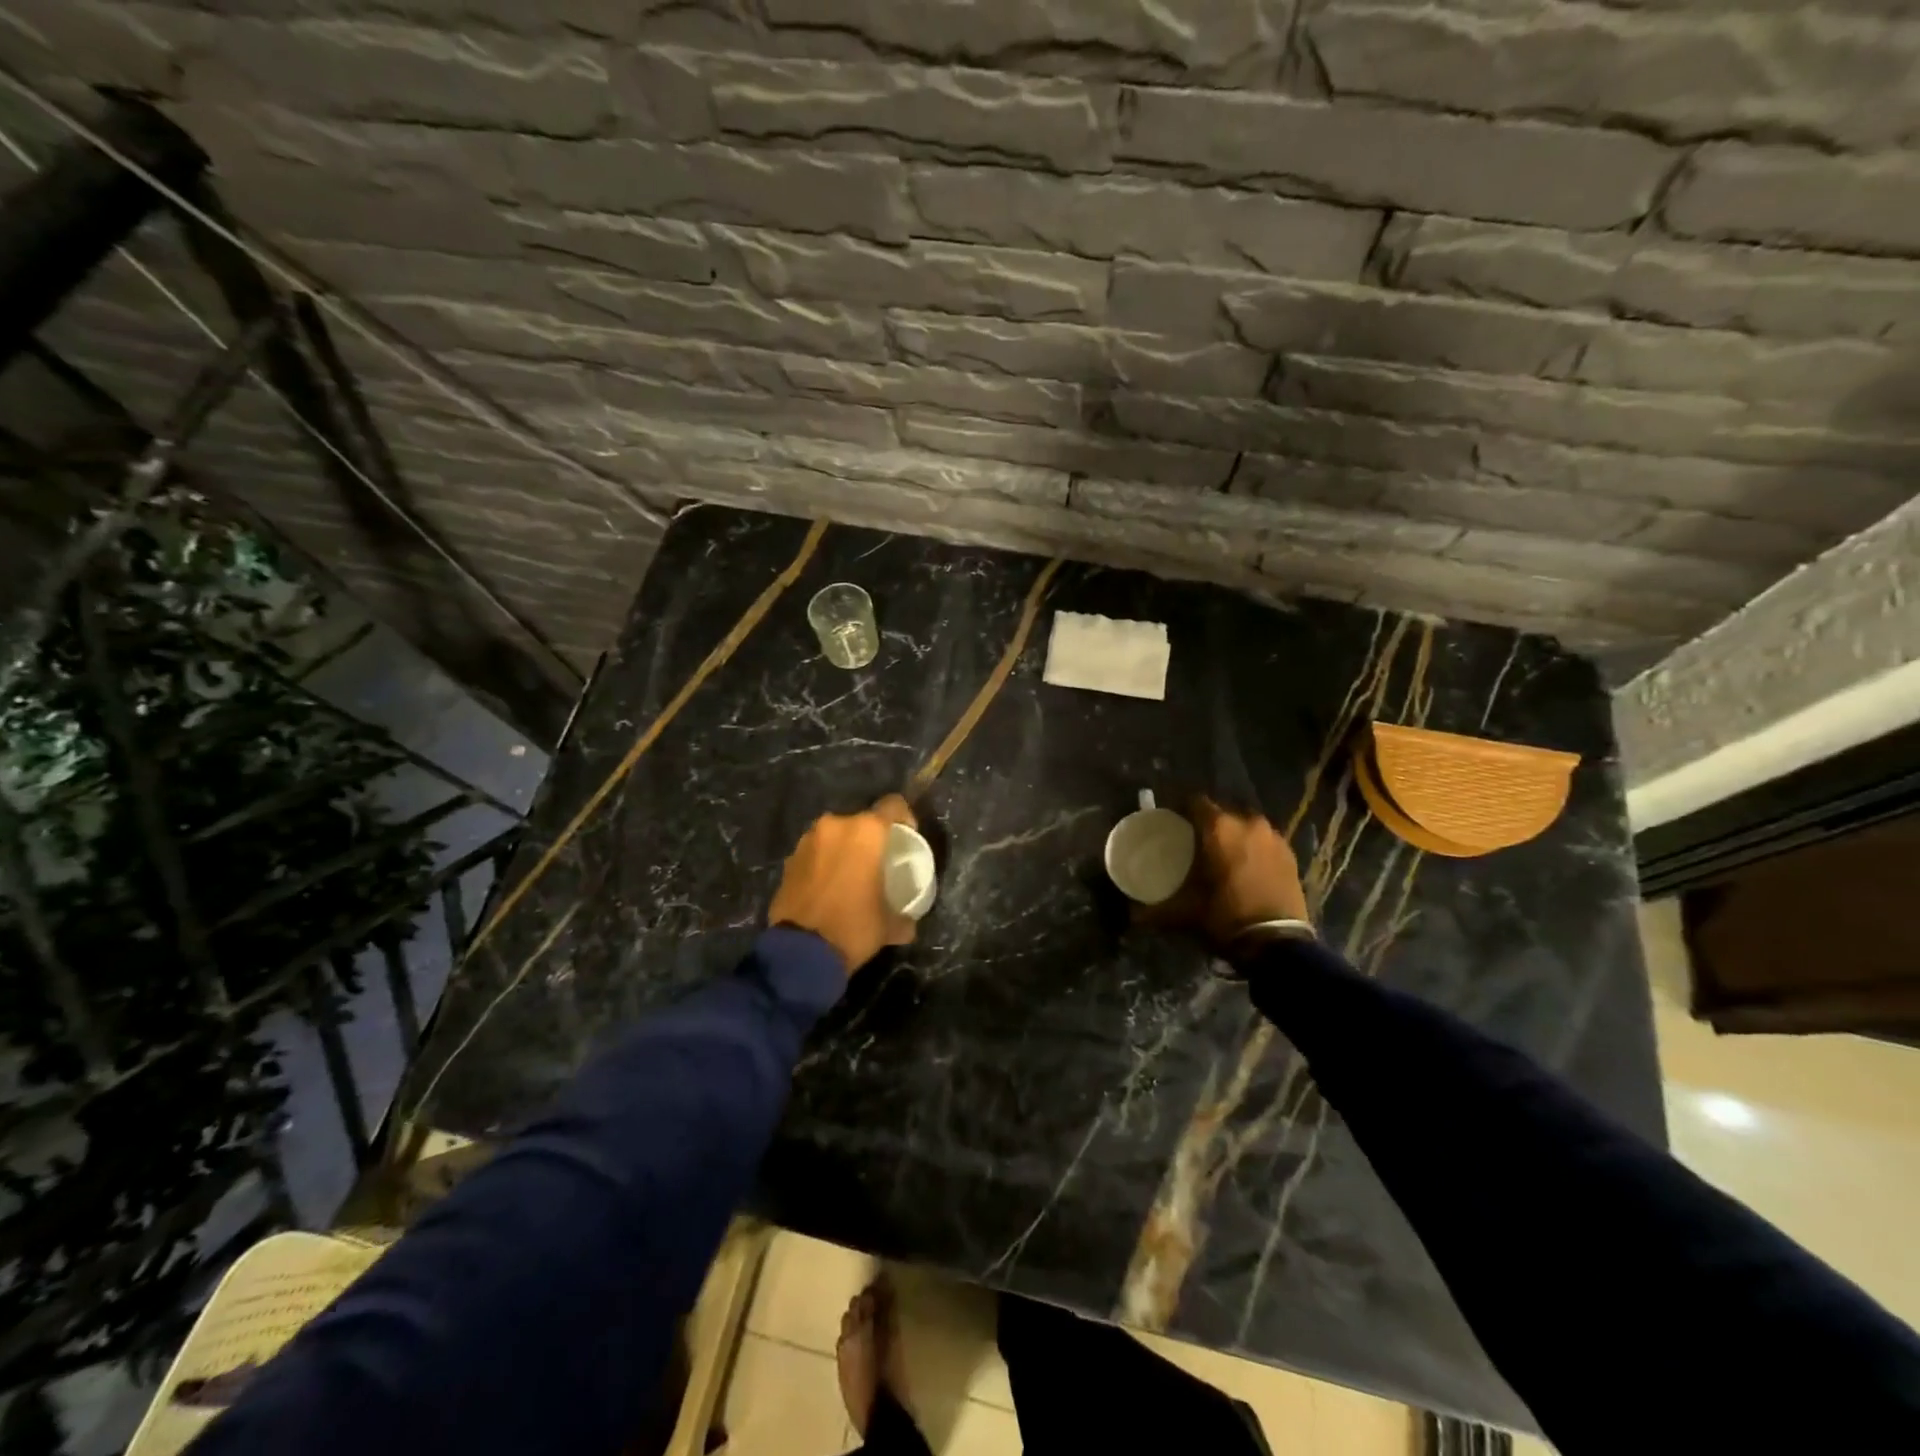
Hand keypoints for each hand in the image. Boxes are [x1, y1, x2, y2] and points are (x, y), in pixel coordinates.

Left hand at [768, 794, 917, 971]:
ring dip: (844, 849)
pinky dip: (823, 863)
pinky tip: (827, 888)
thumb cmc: (853, 927)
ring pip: (835, 836)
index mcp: (866, 832)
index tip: (906, 838)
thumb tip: (909, 922)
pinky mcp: (788, 860)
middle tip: (877, 862)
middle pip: (861, 821)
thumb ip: (904, 916)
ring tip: (850, 876)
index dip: (904, 818)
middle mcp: (835, 826)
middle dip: (870, 838)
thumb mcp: (889, 926)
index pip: (893, 805)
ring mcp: (807, 841)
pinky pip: (815, 853)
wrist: (801, 952)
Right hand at [1145, 795, 1310, 953]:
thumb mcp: (1184, 913)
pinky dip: (1253, 848)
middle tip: (1194, 843)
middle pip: (1221, 812)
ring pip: (1245, 825)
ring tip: (1221, 855)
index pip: (1193, 802)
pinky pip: (1264, 841)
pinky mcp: (1290, 854)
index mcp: (1219, 828)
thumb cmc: (1225, 917)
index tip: (1171, 824)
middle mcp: (1248, 822)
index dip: (1180, 810)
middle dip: (1207, 824)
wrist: (1278, 944)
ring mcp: (1273, 837)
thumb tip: (1130, 913)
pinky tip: (1246, 867)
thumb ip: (1153, 910)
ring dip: (1233, 835)